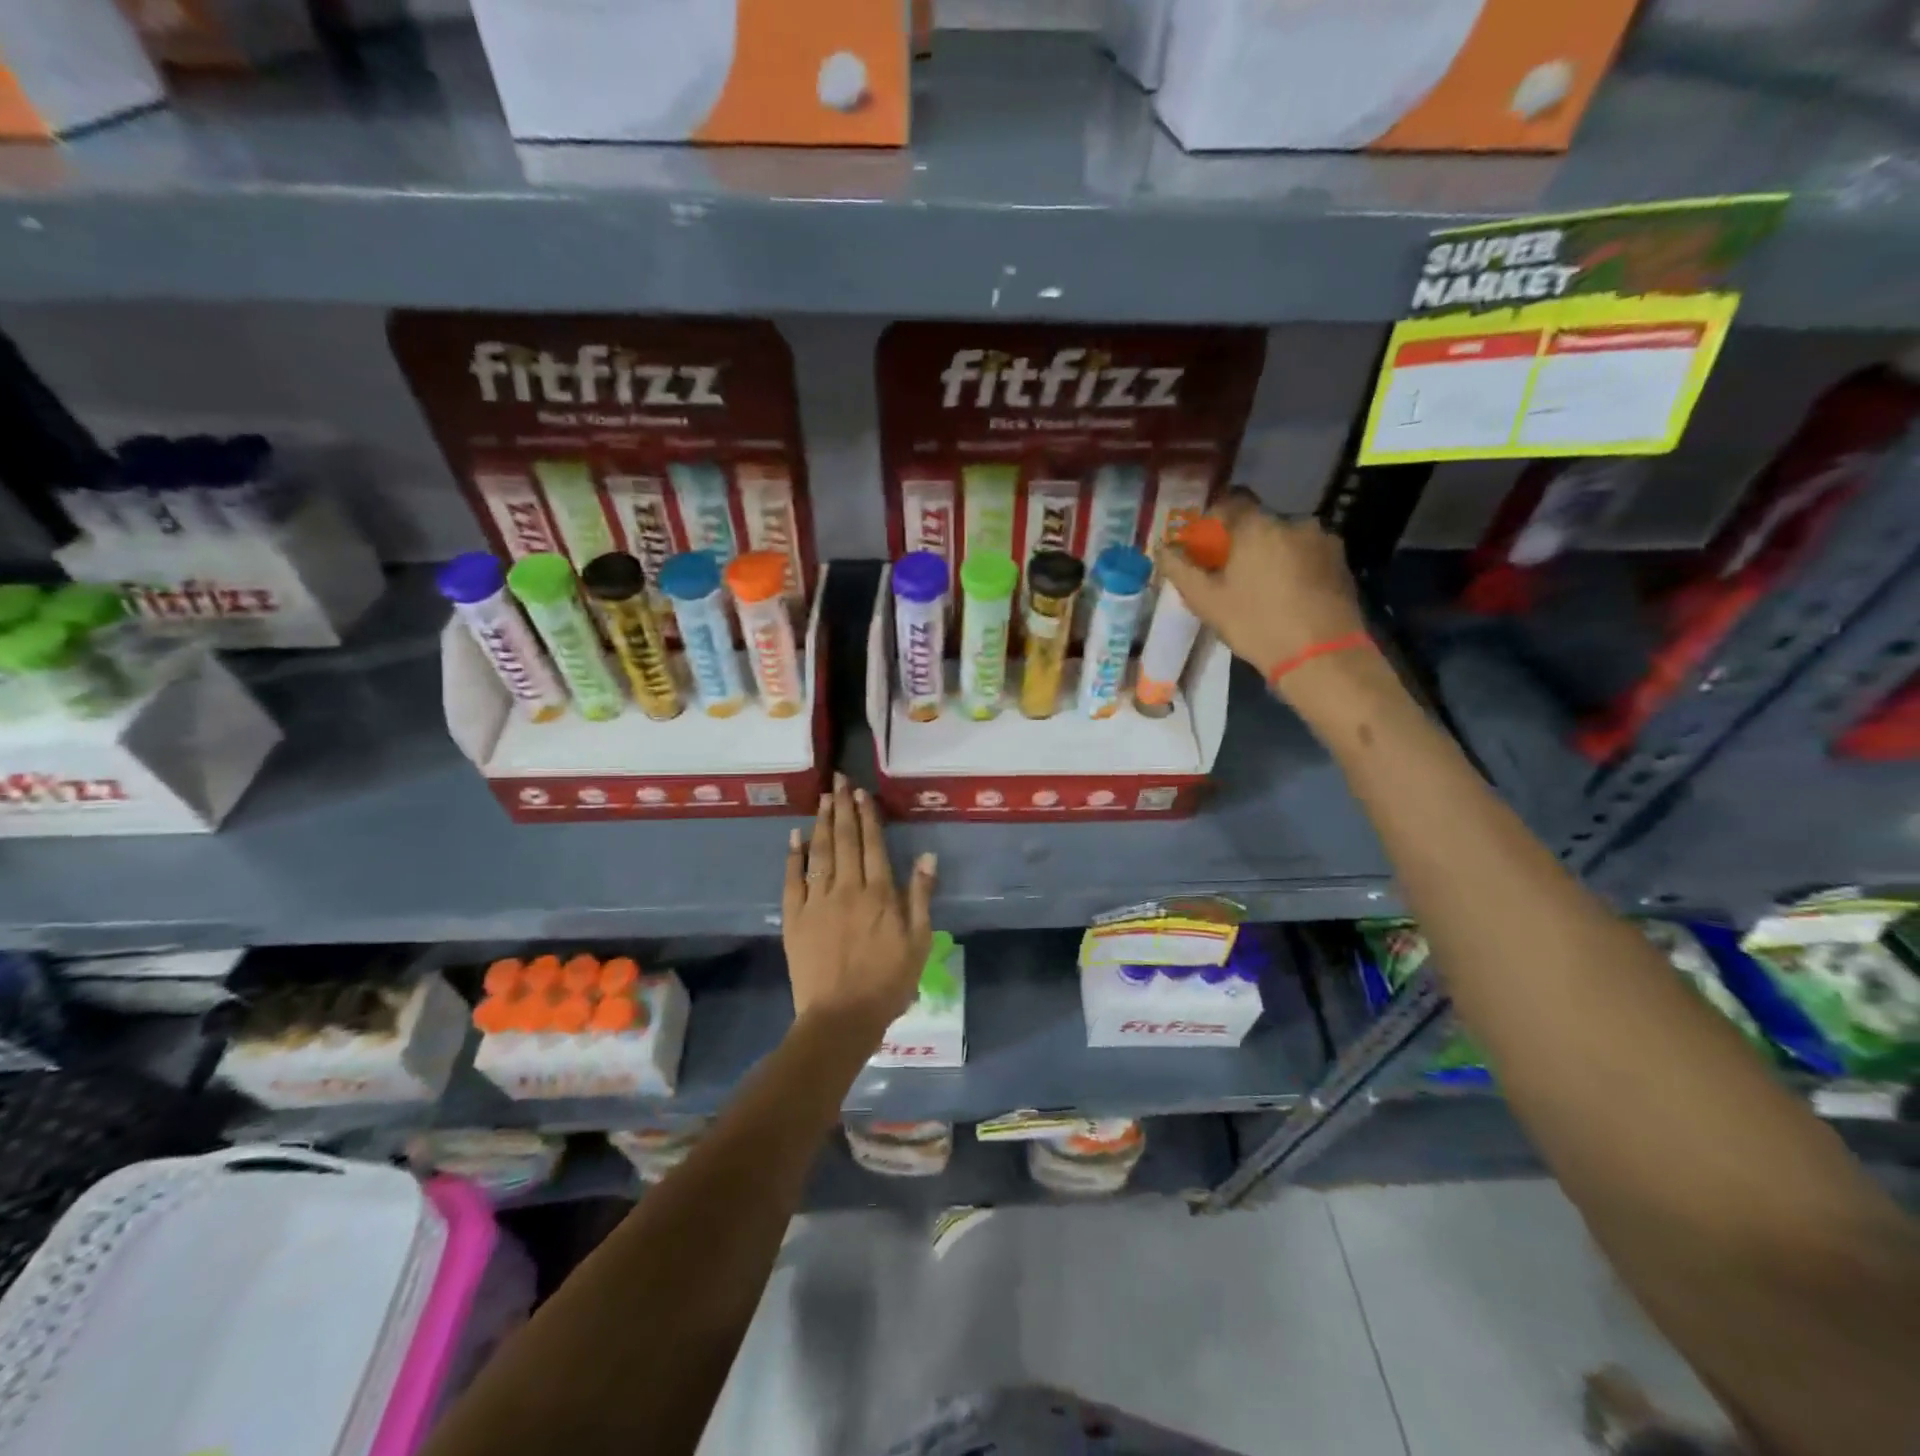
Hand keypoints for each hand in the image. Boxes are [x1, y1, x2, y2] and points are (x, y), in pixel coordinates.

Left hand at [782, 774, 936, 1037]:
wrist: (841, 1017)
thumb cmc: (888, 982)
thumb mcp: (919, 941)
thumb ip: (921, 896)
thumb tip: (927, 856)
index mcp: (879, 893)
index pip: (873, 844)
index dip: (868, 816)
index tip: (862, 792)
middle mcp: (847, 888)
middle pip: (846, 840)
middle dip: (843, 807)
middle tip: (839, 780)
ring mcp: (817, 901)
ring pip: (820, 852)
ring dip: (822, 823)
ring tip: (823, 798)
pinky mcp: (794, 917)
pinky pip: (793, 879)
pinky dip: (794, 856)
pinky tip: (795, 836)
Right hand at [1156, 490, 1368, 694]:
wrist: (1321, 656)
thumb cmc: (1256, 624)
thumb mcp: (1206, 601)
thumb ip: (1180, 569)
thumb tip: (1163, 548)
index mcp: (1257, 526)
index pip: (1230, 501)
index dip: (1214, 520)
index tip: (1206, 546)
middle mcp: (1293, 522)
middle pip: (1259, 523)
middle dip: (1243, 543)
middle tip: (1231, 575)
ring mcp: (1323, 540)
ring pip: (1285, 540)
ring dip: (1271, 555)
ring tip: (1263, 590)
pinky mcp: (1342, 562)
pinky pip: (1308, 555)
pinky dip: (1295, 568)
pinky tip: (1289, 597)